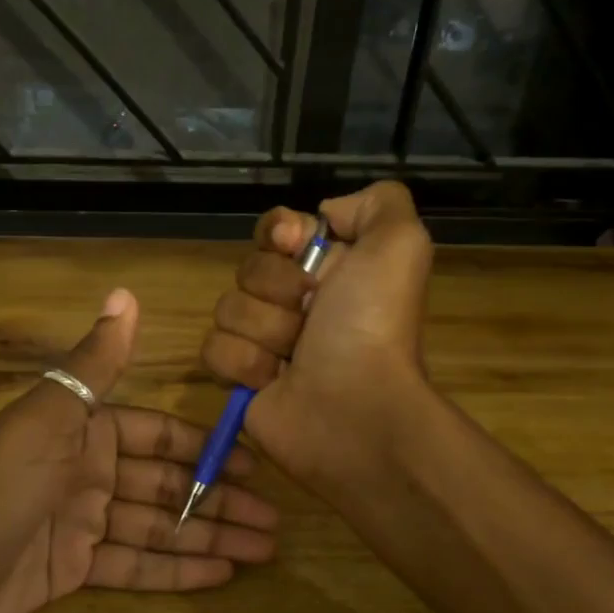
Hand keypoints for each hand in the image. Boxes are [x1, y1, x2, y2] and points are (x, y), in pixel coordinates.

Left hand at [0, 288, 277, 612]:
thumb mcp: (47, 418)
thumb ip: (94, 365)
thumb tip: (125, 293)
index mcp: (84, 431)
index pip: (158, 436)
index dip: (205, 449)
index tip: (254, 464)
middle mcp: (89, 472)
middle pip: (167, 487)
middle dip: (219, 501)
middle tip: (275, 521)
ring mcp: (83, 524)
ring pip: (159, 528)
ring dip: (209, 538)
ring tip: (264, 550)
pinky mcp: (75, 570)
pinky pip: (136, 566)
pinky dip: (176, 570)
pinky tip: (221, 574)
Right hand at [200, 181, 434, 492]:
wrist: (355, 409)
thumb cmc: (373, 327)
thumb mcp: (399, 245)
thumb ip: (378, 203)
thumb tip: (323, 215)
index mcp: (331, 268)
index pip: (277, 230)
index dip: (279, 233)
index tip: (294, 245)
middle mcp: (296, 302)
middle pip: (248, 268)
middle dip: (277, 289)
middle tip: (311, 315)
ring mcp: (264, 341)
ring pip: (227, 309)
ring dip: (264, 331)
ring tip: (295, 357)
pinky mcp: (239, 378)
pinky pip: (213, 350)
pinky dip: (243, 364)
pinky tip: (271, 380)